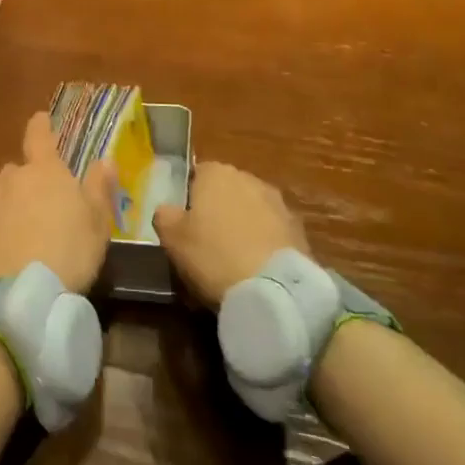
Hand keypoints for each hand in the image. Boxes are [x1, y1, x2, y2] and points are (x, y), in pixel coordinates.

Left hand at [0, 113, 116, 291]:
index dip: (41, 125)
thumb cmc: (68, 252)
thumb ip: (99, 187)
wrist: (17, 295)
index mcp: (44, 171)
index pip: (39, 135)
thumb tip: (104, 159)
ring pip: (2, 198)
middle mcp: (10, 179)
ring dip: (13, 209)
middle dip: (30, 182)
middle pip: (19, 171)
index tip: (41, 118)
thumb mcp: (97, 223)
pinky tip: (7, 256)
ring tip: (28, 238)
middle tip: (46, 207)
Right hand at [152, 161, 308, 308]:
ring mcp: (279, 204)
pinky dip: (263, 245)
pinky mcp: (300, 231)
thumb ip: (164, 215)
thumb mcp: (171, 237)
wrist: (274, 291)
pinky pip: (272, 233)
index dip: (189, 197)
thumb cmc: (213, 255)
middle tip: (205, 241)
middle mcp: (250, 179)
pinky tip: (255, 269)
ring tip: (233, 260)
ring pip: (251, 211)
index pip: (198, 173)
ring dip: (243, 226)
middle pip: (227, 191)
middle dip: (218, 210)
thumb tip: (168, 210)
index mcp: (217, 173)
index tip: (184, 222)